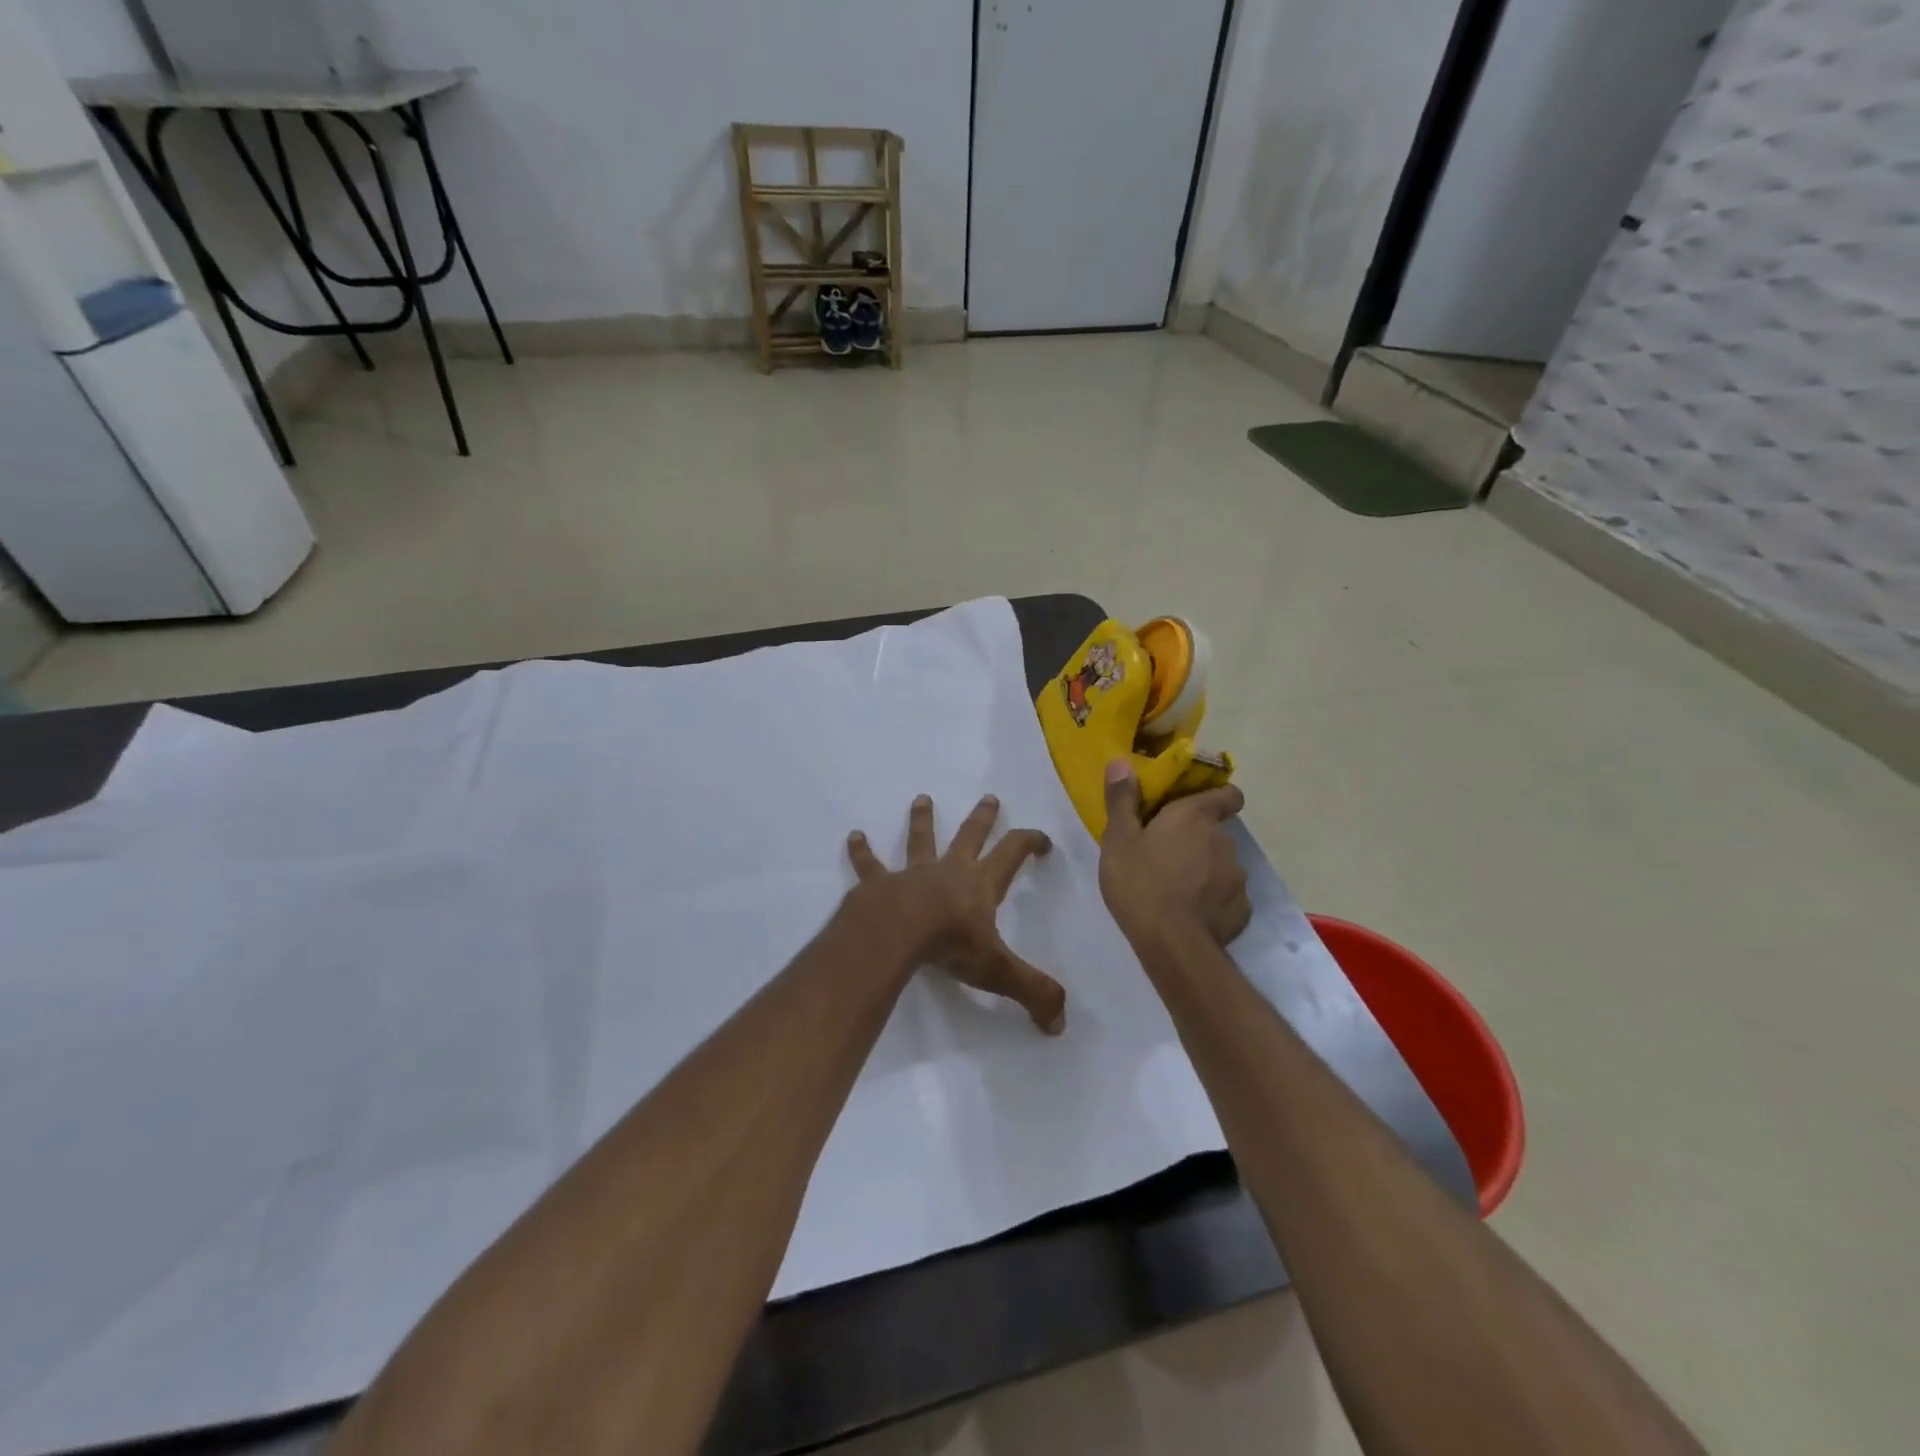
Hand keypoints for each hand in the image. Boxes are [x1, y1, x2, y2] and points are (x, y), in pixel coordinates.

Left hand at [847, 795, 1065, 1033]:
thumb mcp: (998, 971)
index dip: (1030, 842)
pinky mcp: (879, 883)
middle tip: (989, 797)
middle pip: (970, 836)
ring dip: (922, 820)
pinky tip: (853, 836)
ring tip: (921, 798)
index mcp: (980, 885)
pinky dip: (861, 851)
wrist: (895, 933)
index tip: (1042, 839)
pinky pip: (869, 864)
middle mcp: (948, 871)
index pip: (1012, 854)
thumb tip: (1060, 1022)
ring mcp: (912, 873)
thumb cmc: (949, 945)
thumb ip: (1032, 992)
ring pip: (920, 840)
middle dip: (982, 818)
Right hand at [1099, 761, 1250, 947]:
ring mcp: (1237, 877)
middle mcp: (1224, 841)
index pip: (1228, 795)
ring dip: (1206, 871)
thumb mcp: (1119, 839)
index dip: (1218, 797)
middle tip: (1167, 855)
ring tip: (1178, 889)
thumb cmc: (1140, 883)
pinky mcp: (1242, 910)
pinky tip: (1192, 914)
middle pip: (1217, 832)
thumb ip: (1122, 800)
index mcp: (1195, 817)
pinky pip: (1228, 898)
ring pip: (1223, 866)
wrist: (1172, 944)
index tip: (1197, 807)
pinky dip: (1214, 901)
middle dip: (1198, 840)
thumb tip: (1121, 762)